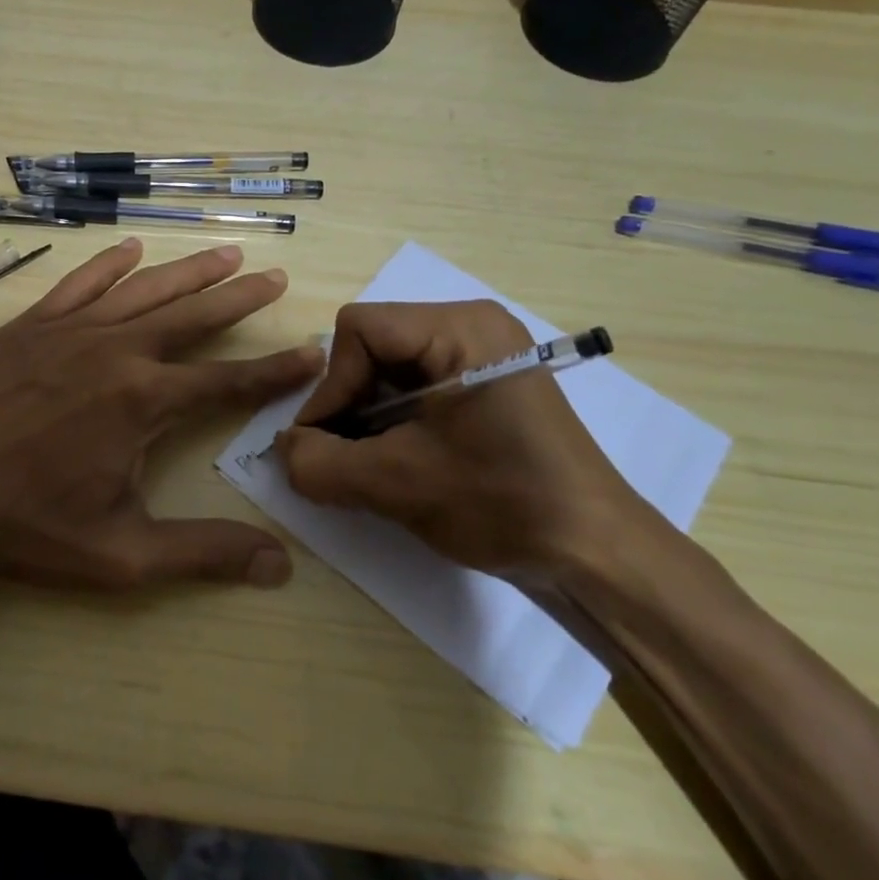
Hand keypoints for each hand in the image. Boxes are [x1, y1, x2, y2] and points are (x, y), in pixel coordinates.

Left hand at [0, 238, 321, 590]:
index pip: (227, 380)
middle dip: (240, 298)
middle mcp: (116, 352)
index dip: (275, 368)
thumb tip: (279, 566)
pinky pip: (79, 284)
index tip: (311, 349)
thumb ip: (204, 552)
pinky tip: (131, 249)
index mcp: (144, 402)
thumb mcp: (125, 555)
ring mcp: (70, 332)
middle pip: (192, 317)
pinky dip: (108, 264)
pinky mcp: (30, 326)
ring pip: (143, 290)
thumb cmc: (32, 528)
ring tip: (227, 253)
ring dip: (189, 271)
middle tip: (275, 276)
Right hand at [273, 301, 649, 577]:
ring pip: (390, 369)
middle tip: (344, 458)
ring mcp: (483, 354)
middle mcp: (472, 326)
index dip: (331, 386)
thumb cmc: (502, 502)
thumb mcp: (397, 484)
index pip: (358, 329)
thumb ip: (321, 464)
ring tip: (368, 466)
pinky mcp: (487, 385)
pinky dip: (393, 422)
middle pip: (372, 346)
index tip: (326, 444)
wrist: (596, 553)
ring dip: (367, 418)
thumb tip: (282, 450)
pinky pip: (417, 387)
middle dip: (349, 404)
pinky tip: (397, 462)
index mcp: (460, 328)